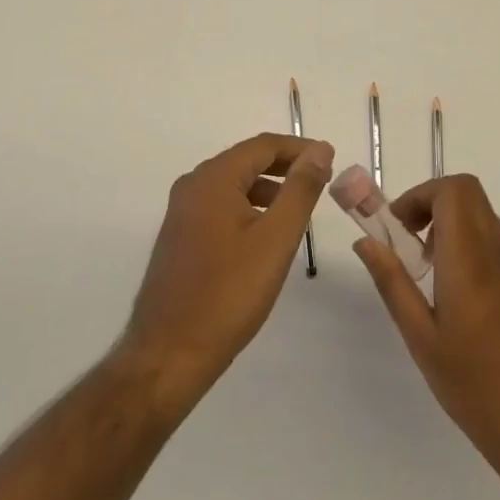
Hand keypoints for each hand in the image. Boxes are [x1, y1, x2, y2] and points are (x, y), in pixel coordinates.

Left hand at [118, 133, 332, 411]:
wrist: (168, 354)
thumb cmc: (228, 294)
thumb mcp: (276, 239)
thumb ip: (300, 190)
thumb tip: (320, 149)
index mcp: (213, 179)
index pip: (263, 146)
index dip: (300, 149)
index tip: (331, 160)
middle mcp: (192, 186)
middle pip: (246, 161)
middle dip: (285, 168)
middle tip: (321, 182)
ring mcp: (182, 212)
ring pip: (233, 185)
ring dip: (268, 189)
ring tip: (299, 210)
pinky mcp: (180, 237)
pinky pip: (220, 206)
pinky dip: (248, 208)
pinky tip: (266, 235)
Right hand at [353, 174, 499, 477]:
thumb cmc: (474, 387)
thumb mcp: (421, 337)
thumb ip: (392, 283)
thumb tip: (366, 242)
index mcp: (470, 260)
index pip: (454, 190)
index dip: (420, 195)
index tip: (397, 228)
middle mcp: (498, 254)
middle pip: (469, 194)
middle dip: (431, 203)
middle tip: (407, 242)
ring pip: (482, 218)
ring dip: (449, 225)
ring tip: (425, 272)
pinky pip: (494, 246)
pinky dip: (467, 248)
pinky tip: (454, 299)